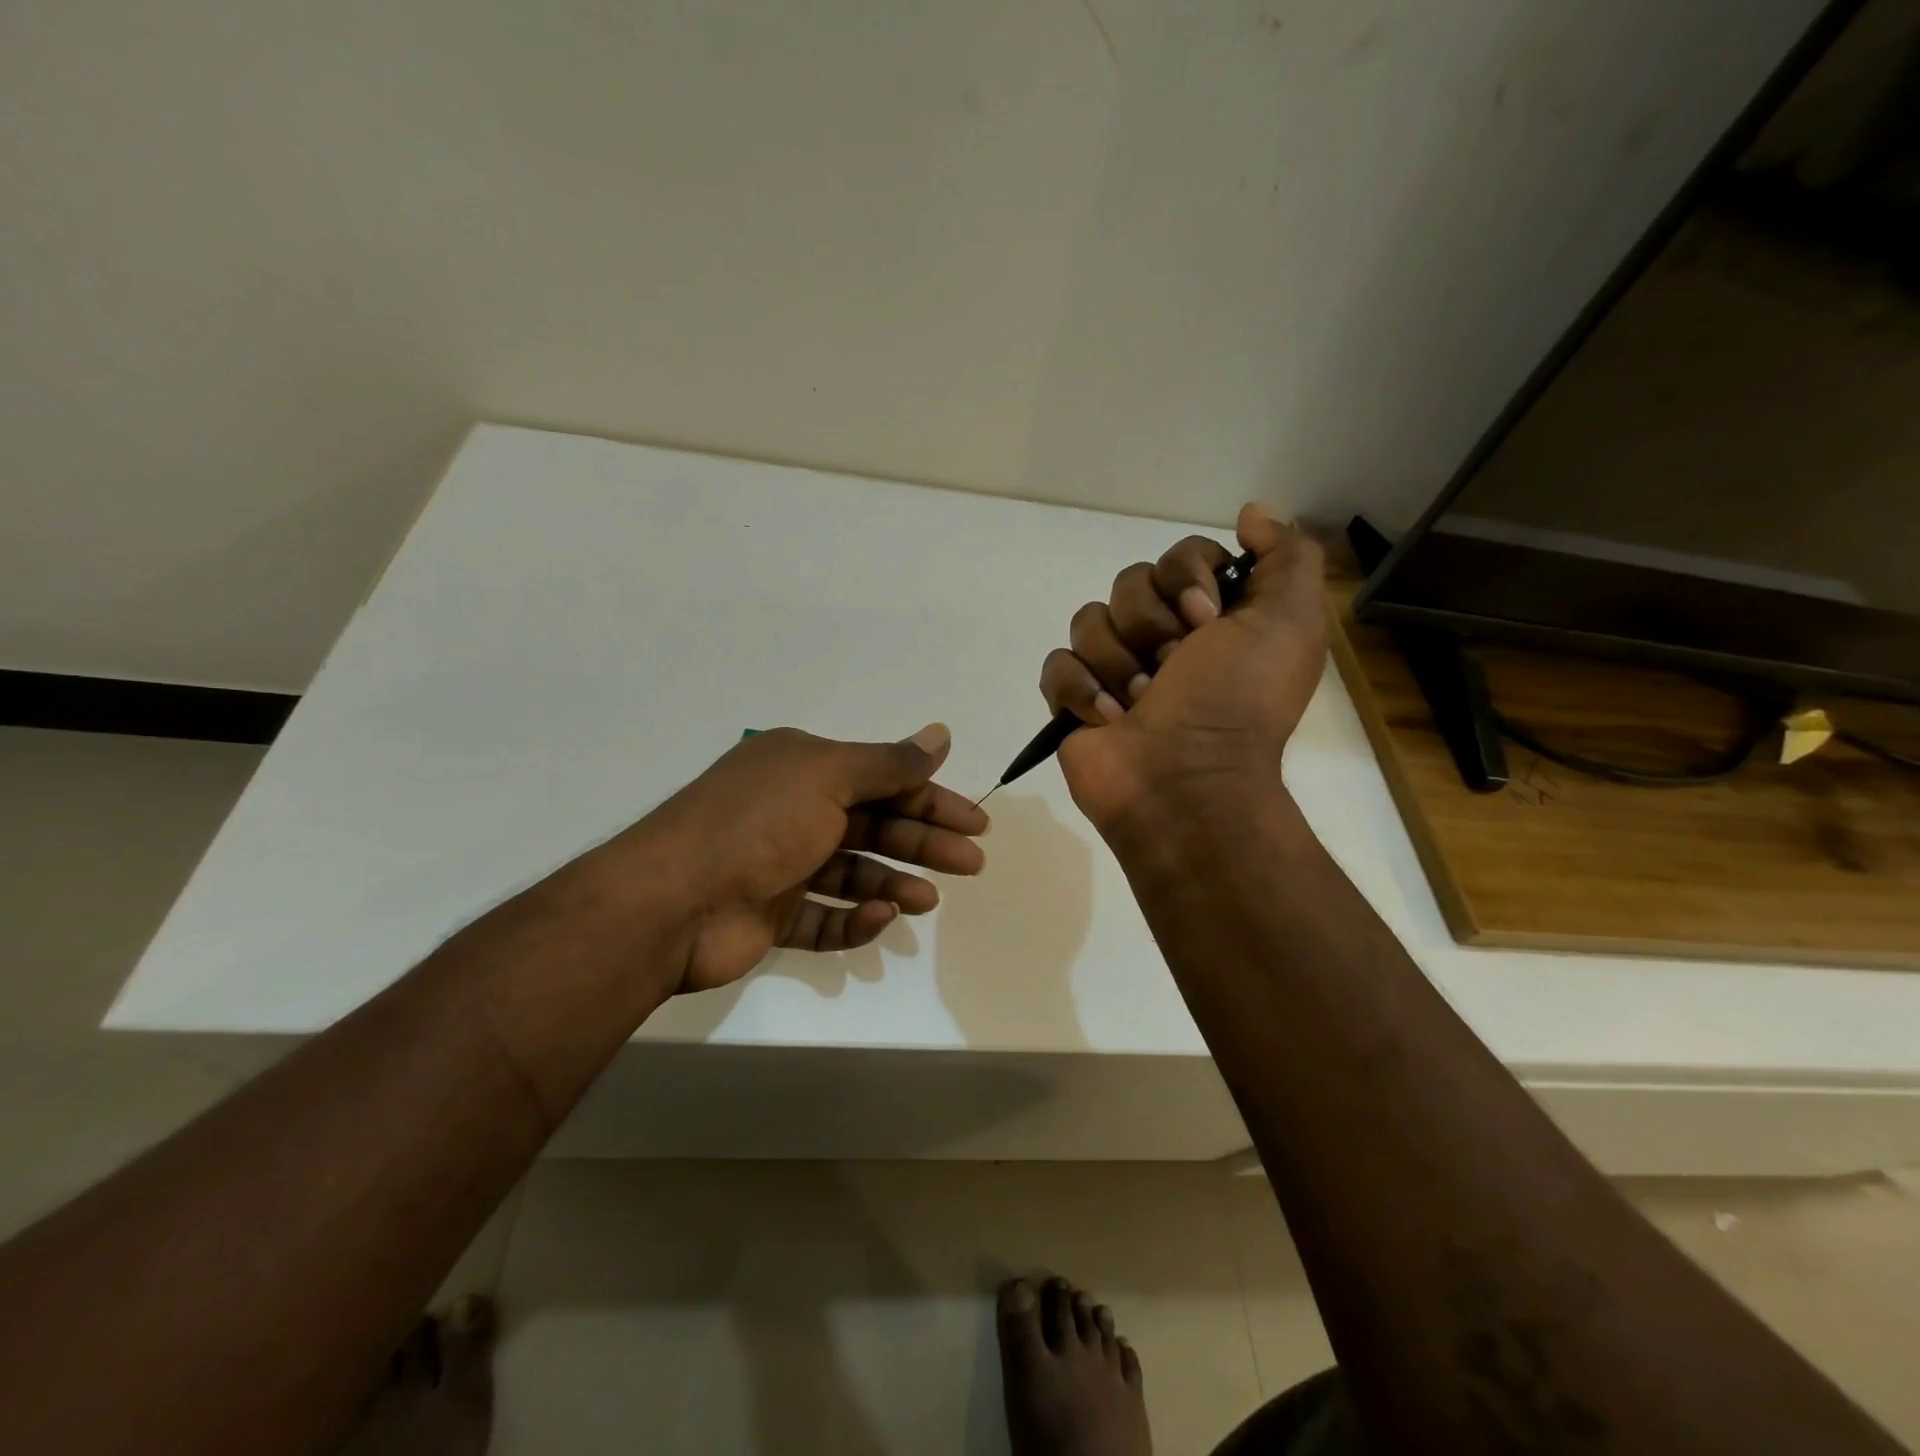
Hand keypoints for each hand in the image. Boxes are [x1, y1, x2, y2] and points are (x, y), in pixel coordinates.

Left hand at [629, 724, 987, 992]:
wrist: (671, 901)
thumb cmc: (758, 824)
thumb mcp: (828, 777)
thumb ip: (889, 763)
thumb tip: (941, 734)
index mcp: (803, 768)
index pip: (883, 779)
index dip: (932, 799)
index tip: (975, 823)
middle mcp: (793, 810)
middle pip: (874, 824)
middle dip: (923, 842)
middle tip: (972, 863)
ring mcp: (781, 864)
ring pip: (853, 872)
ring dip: (893, 882)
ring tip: (928, 900)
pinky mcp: (771, 914)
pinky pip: (824, 916)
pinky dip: (853, 919)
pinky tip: (878, 917)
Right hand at [1039, 503, 1326, 831]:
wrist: (1187, 784)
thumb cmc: (1237, 702)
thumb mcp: (1290, 621)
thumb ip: (1286, 556)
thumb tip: (1252, 512)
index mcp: (1213, 618)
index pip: (1180, 555)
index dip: (1186, 576)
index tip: (1206, 619)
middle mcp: (1164, 637)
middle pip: (1129, 583)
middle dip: (1150, 623)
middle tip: (1174, 665)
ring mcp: (1115, 669)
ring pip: (1089, 621)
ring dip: (1118, 662)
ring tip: (1141, 702)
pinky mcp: (1075, 701)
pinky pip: (1057, 665)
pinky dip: (1080, 690)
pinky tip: (1107, 720)